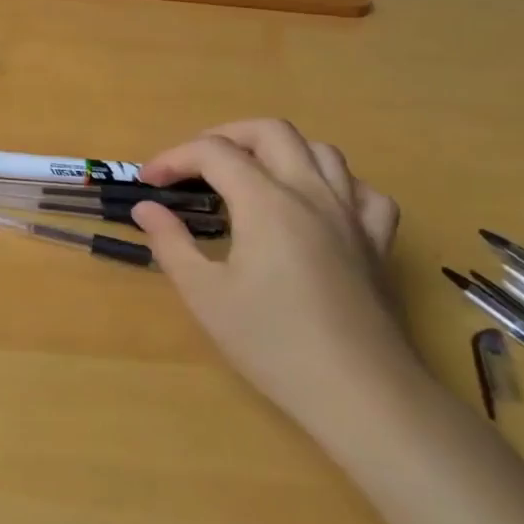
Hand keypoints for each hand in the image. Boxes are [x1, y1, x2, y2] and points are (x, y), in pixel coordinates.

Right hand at [131, 120, 418, 447]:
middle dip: (224, 136)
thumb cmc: (271, 343)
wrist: (359, 392)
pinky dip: (332, 183)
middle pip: (270, 131)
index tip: (148, 182)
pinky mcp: (377, 242)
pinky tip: (314, 205)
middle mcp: (311, 194)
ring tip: (249, 176)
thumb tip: (146, 208)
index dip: (173, 158)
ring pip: (320, 150)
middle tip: (194, 165)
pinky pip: (361, 190)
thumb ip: (170, 243)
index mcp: (266, 202)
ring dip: (277, 151)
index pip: (213, 152)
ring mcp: (351, 215)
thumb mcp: (204, 294)